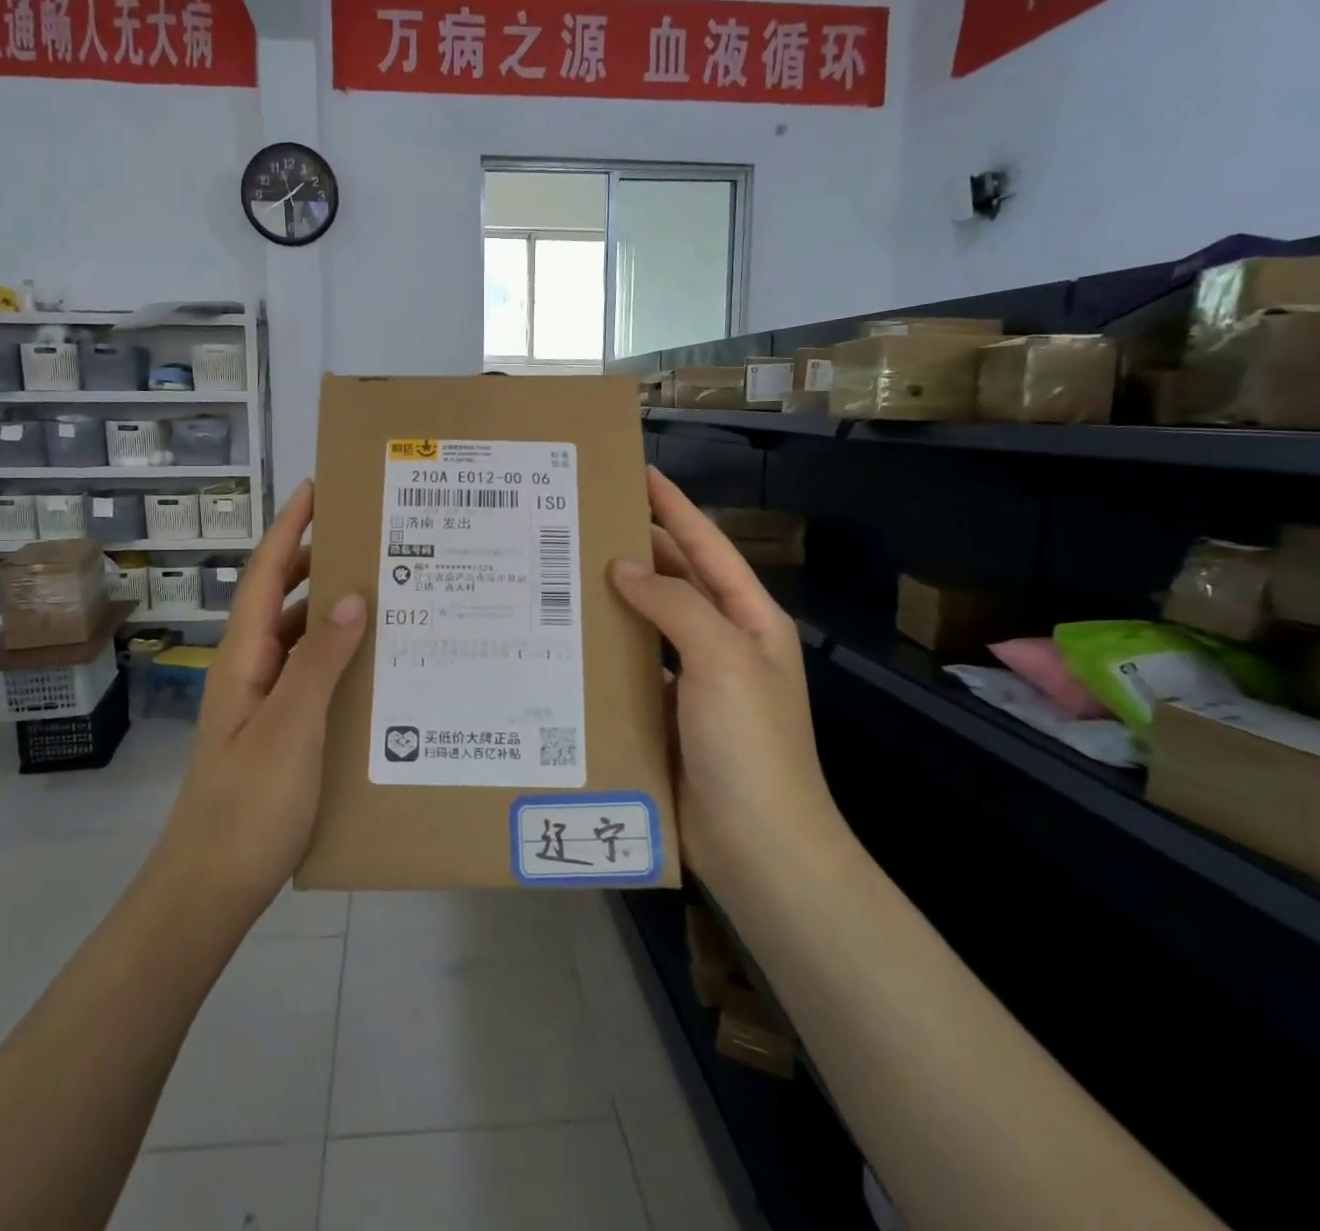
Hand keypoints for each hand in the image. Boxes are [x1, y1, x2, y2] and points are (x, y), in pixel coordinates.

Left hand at [154, 481, 366, 912]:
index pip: (266, 575)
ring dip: (330, 608)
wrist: (210, 888)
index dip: (288, 528)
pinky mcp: (279, 731)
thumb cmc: (248, 805)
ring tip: (380, 589)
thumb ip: (320, 661)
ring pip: (298, 637)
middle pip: (281, 597)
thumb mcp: (290, 727)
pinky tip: (371, 663)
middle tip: (366, 535)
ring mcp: (263, 702)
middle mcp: (251, 669)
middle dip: (314, 558)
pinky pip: (310, 674)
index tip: (317, 487)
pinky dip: (337, 655)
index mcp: (244, 657)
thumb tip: (350, 595)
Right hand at [609, 468, 844, 888]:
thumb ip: (675, 605)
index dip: (675, 507)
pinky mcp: (664, 716)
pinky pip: (631, 668)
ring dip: (613, 600)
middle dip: (636, 549)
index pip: (707, 546)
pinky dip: (605, 650)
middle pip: (675, 581)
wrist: (759, 848)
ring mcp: (693, 682)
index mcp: (749, 620)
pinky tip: (567, 640)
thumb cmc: (750, 744)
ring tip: (561, 572)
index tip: (638, 472)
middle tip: (580, 521)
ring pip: (647, 624)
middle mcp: (721, 643)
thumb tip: (623, 568)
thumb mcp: (723, 660)